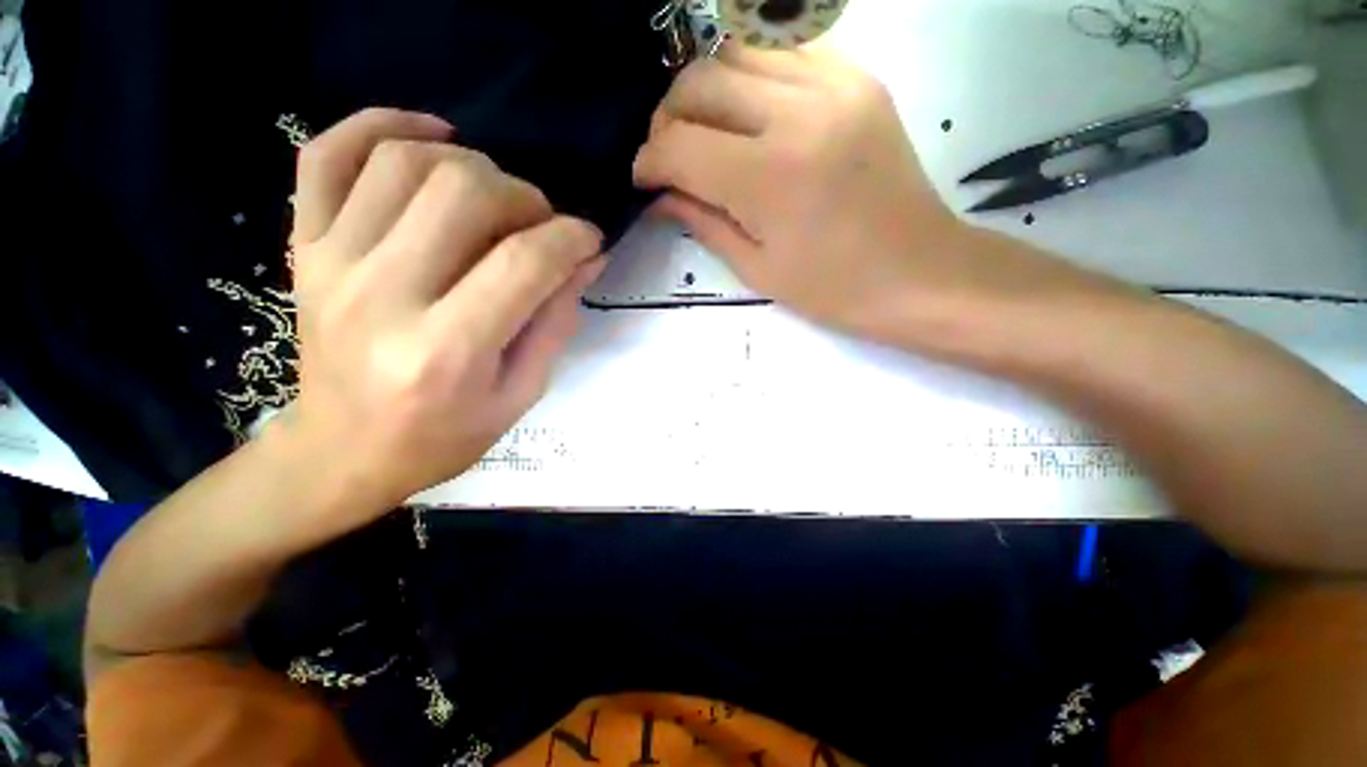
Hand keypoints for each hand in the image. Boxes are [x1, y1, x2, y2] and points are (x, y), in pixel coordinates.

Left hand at [285, 108, 604, 523]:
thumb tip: (587, 258)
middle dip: (524, 196)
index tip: (590, 239)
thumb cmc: (443, 436)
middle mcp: (382, 296)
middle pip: (463, 193)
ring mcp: (331, 262)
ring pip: (404, 161)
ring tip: (495, 194)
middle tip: (541, 223)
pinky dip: (380, 125)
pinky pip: (327, 154)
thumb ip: (556, 321)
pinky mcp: (303, 247)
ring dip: (469, 164)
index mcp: (447, 351)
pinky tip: (430, 138)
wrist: (342, 453)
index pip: (523, 262)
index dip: (571, 237)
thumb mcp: (521, 392)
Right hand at [633, 45, 1105, 350]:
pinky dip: (749, 79)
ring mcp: (834, 83)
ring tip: (706, 134)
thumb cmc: (833, 288)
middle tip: (670, 156)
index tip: (644, 179)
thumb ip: (702, 221)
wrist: (919, 271)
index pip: (679, 144)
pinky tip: (749, 118)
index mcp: (770, 177)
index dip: (649, 161)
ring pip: (736, 53)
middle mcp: (798, 112)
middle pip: (700, 81)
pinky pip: (781, 54)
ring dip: (705, 92)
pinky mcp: (857, 76)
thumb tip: (661, 193)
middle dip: (668, 118)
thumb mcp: (756, 268)